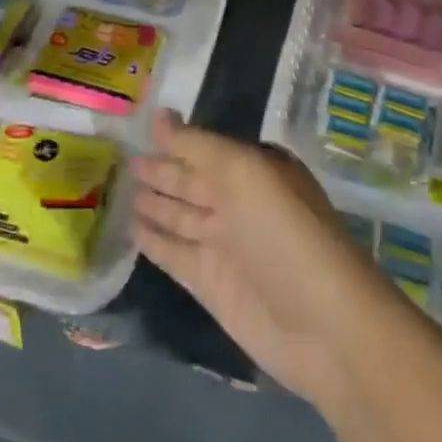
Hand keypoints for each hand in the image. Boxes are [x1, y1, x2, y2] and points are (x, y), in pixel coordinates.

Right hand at [132, 112, 399, 410]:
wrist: (324, 327)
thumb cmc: (285, 234)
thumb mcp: (244, 173)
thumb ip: (197, 146)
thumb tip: (158, 115)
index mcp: (256, 170)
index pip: (207, 147)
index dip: (176, 138)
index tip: (140, 123)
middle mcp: (240, 203)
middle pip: (192, 181)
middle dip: (161, 170)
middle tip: (122, 159)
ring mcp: (225, 246)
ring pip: (180, 216)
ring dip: (153, 203)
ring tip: (117, 189)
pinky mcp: (211, 285)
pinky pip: (174, 254)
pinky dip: (153, 241)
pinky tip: (129, 228)